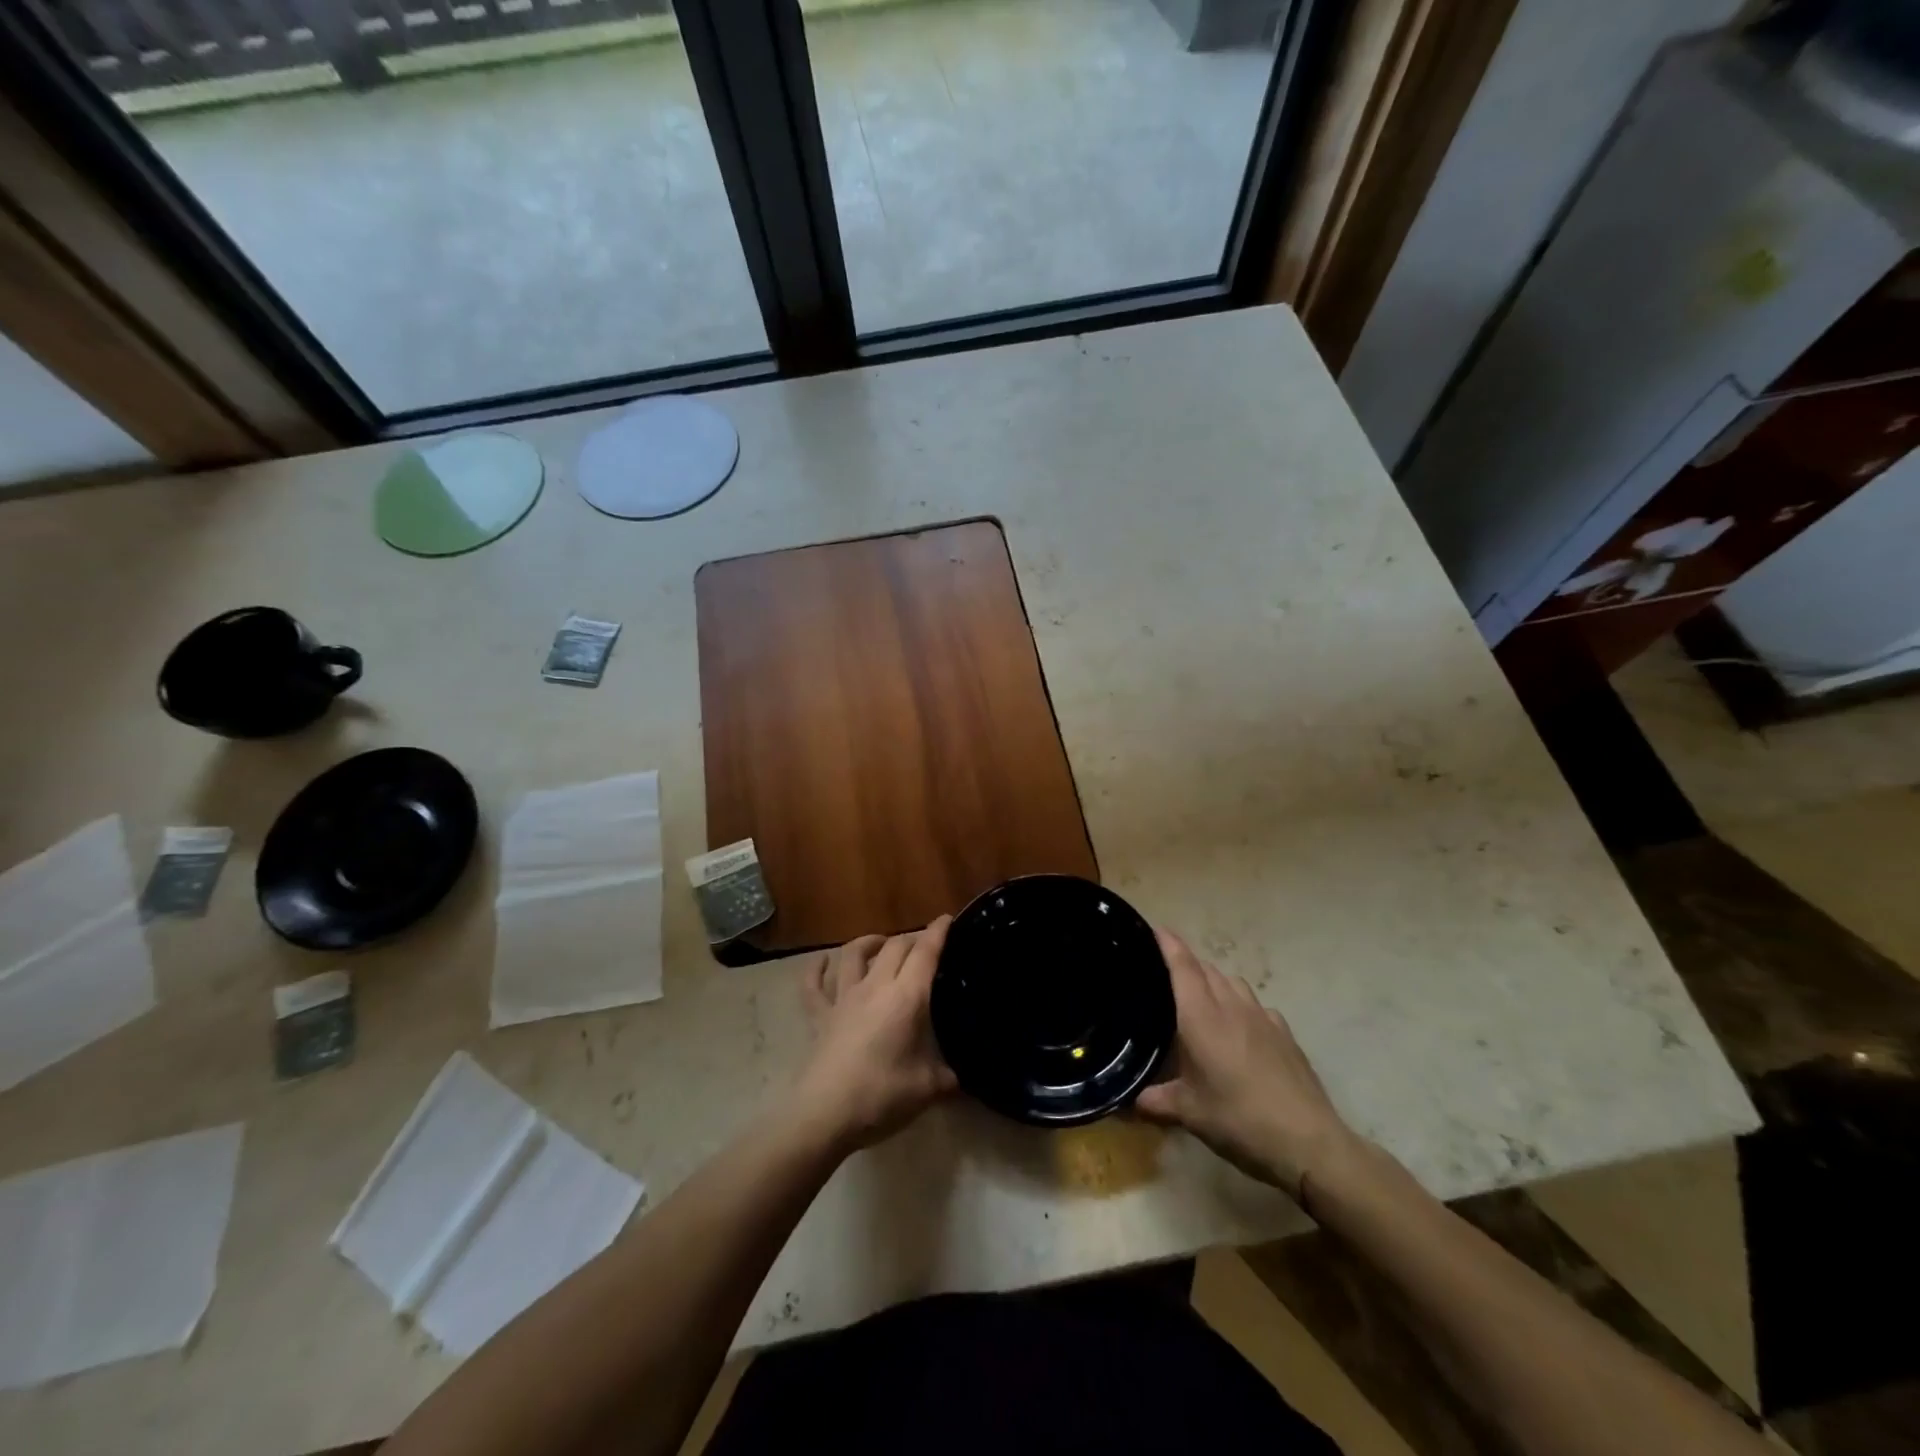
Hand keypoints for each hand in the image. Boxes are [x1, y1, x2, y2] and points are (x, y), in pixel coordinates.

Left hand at [794, 917, 957, 1151]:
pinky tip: (823, 962)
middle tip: (924, 945)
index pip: (925, 953)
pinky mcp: (819, 1016)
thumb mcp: (928, 1089)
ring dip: (869, 942)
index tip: (947, 919)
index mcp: (906, 998)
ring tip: (881, 942)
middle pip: (894, 947)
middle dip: (911, 939)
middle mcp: (875, 987)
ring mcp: (843, 999)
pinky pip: (813, 985)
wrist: (824, 1115)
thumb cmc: (882, 1096)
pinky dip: (817, 969)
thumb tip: (962, 1076)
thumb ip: (948, 1077)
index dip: (937, 933)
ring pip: (853, 954)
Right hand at [1133, 929, 1354, 1200]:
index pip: (1181, 965)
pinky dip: (1240, 1004)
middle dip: (1185, 963)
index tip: (1152, 928)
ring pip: (1232, 981)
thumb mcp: (1188, 1114)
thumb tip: (1125, 1102)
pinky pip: (1255, 1004)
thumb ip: (1154, 1101)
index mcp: (1201, 1016)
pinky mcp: (1284, 1032)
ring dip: (1213, 981)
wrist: (1309, 1142)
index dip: (1167, 942)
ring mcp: (1262, 1017)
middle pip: (1205, 968)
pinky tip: (1238, 1028)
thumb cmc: (1239, 1120)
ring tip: (1200, 999)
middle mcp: (1231, 1006)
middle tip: (1164, 974)